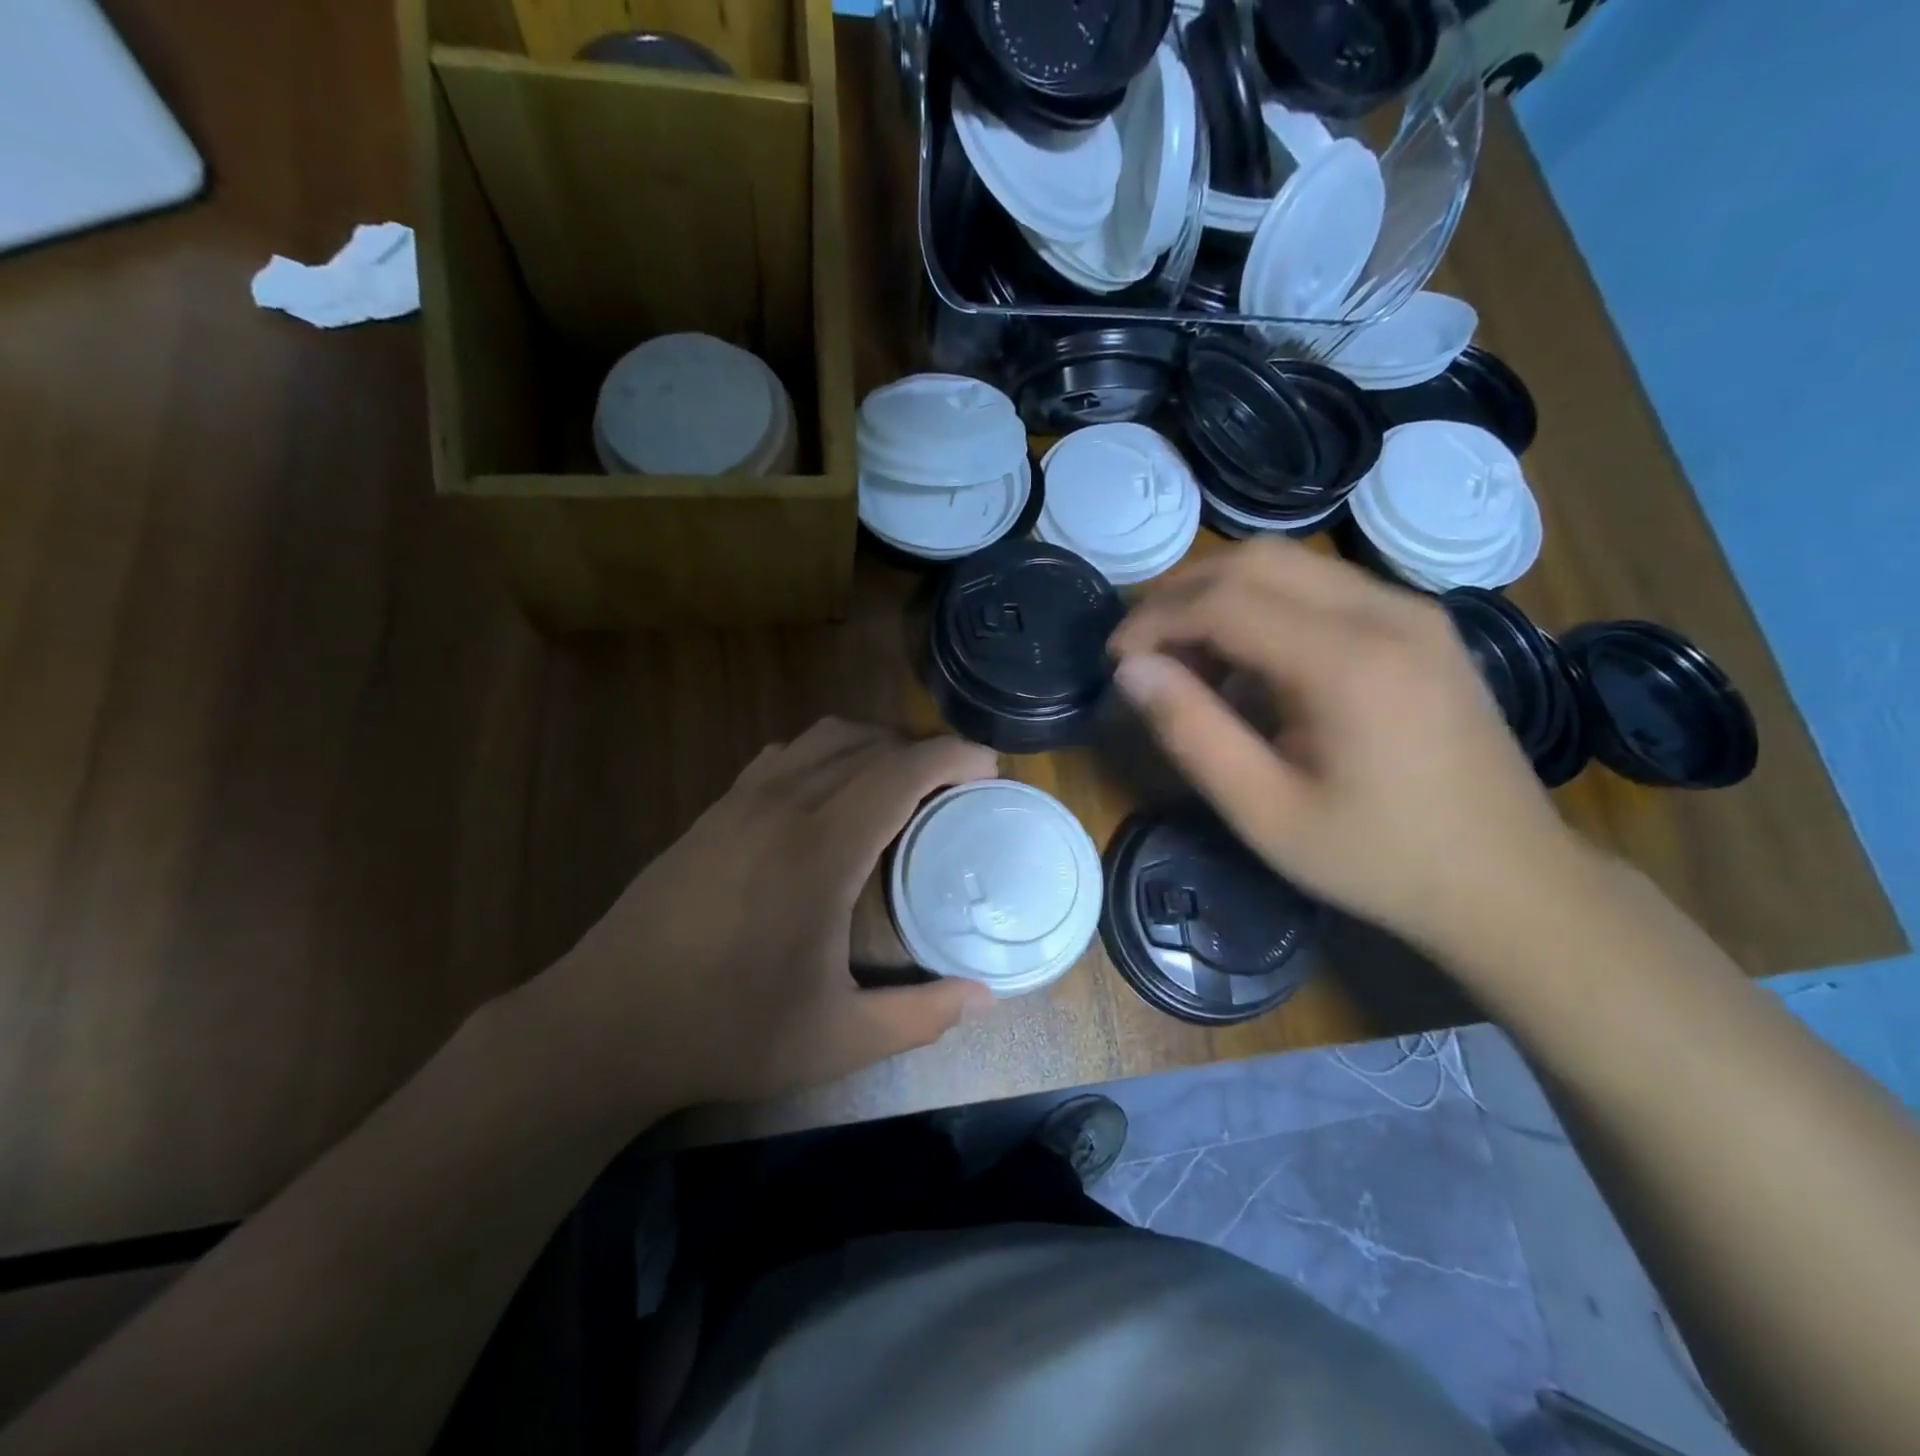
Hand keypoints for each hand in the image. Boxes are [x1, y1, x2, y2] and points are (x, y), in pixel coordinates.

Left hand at [519, 720, 998, 1110]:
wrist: (603, 1025)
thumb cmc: (726, 1031)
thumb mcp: (837, 1040)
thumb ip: (921, 1016)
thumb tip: (984, 996)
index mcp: (821, 848)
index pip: (902, 769)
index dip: (954, 755)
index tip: (990, 770)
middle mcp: (783, 804)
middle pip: (869, 741)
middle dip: (923, 750)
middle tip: (956, 788)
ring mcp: (741, 800)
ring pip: (823, 737)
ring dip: (874, 746)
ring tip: (901, 786)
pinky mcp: (713, 811)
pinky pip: (785, 755)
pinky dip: (826, 755)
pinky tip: (831, 797)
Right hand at [1109, 540, 1583, 953]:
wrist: (1510, 882)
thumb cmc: (1377, 859)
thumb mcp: (1264, 813)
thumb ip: (1191, 733)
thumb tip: (1131, 670)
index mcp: (1349, 662)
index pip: (1225, 600)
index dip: (1155, 620)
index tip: (1114, 658)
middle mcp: (1388, 612)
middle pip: (1257, 560)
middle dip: (1181, 592)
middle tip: (1140, 645)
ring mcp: (1414, 610)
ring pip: (1290, 564)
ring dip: (1221, 594)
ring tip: (1186, 656)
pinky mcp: (1421, 624)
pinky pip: (1323, 587)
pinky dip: (1265, 605)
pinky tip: (1249, 661)